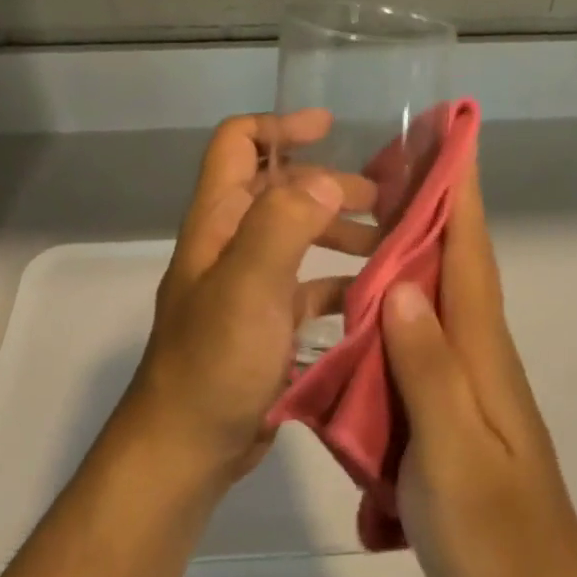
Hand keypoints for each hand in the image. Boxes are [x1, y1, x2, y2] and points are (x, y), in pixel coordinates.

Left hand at [123, 111, 377, 485]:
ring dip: (341, 234)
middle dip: (331, 186)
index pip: (237, 146)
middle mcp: (232, 245)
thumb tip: (327, 180)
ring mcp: (249, 287)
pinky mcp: (267, 326)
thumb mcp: (248, 286)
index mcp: (218, 222)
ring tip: (390, 246)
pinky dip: (341, 284)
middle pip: (281, 192)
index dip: (279, 126)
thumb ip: (284, 224)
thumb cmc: (214, 363)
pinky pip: (309, 289)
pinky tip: (375, 297)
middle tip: (385, 201)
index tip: (330, 128)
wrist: (186, 450)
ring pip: (300, 240)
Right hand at [380, 153, 576, 576]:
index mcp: (480, 348)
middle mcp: (477, 347)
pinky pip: (421, 329)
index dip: (460, 190)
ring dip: (408, 243)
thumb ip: (428, 370)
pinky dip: (398, 296)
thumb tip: (402, 285)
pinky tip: (364, 295)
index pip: (470, 250)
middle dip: (427, 200)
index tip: (448, 135)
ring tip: (359, 213)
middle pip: (453, 257)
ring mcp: (467, 373)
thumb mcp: (452, 453)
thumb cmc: (491, 530)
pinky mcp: (453, 397)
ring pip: (436, 289)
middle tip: (382, 158)